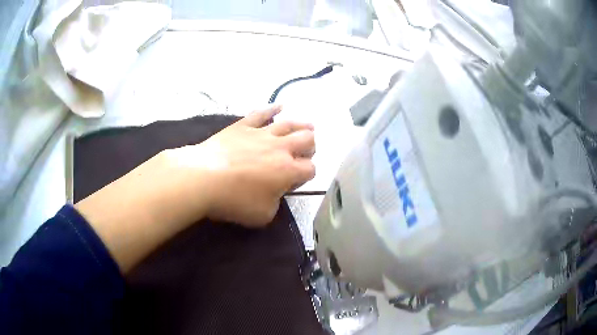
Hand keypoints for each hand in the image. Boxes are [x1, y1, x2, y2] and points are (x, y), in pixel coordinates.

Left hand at [163, 105, 315, 226]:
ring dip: (302, 125)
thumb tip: (275, 193)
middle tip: (305, 152)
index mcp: (288, 171)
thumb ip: (276, 203)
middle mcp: (280, 148)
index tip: (297, 180)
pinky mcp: (244, 125)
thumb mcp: (262, 215)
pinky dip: (272, 108)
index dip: (308, 174)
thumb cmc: (233, 199)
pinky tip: (280, 106)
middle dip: (311, 147)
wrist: (203, 178)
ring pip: (290, 124)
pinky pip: (262, 113)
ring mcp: (262, 133)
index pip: (310, 169)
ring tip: (309, 126)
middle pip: (307, 140)